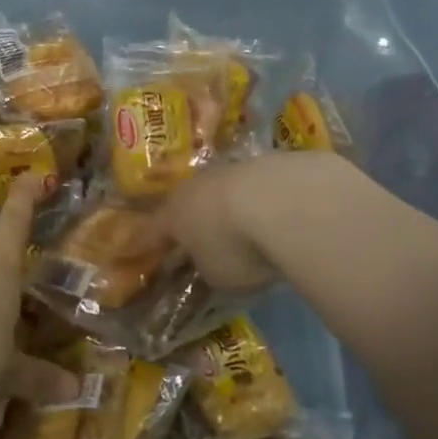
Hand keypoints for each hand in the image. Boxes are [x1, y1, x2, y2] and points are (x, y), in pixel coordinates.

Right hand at [161, 153, 349, 293]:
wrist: (282, 200)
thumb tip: (209, 264)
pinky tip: (272, 215)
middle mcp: (194, 186)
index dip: (155, 245)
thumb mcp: (217, 276)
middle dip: (192, 221)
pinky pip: (252, 187)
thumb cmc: (235, 247)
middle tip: (199, 240)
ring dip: (226, 207)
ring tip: (242, 228)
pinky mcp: (264, 162)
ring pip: (220, 191)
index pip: (155, 232)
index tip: (155, 256)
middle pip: (188, 205)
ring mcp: (229, 170)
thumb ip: (207, 269)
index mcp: (173, 215)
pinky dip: (257, 201)